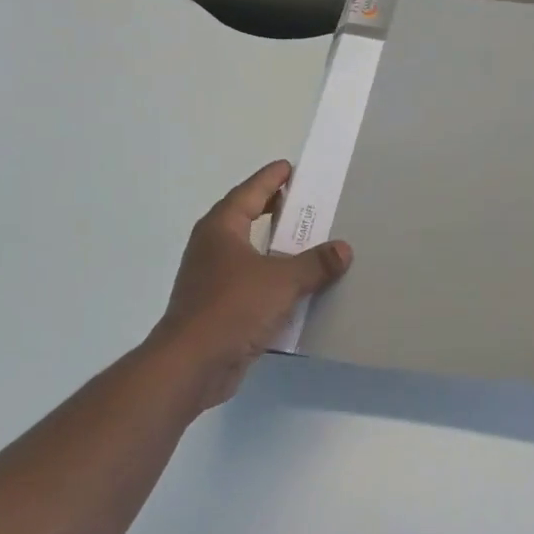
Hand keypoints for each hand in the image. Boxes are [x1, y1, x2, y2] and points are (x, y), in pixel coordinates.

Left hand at [151, 160, 352, 409]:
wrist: (191, 366)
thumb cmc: (232, 308)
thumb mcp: (282, 281)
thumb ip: (315, 263)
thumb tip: (342, 249)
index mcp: (221, 229)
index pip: (250, 192)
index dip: (271, 178)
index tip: (291, 168)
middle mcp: (213, 249)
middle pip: (248, 219)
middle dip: (276, 211)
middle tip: (307, 204)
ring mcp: (213, 280)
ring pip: (252, 254)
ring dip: (277, 250)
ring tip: (311, 244)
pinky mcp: (219, 309)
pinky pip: (254, 285)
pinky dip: (275, 282)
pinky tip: (300, 288)